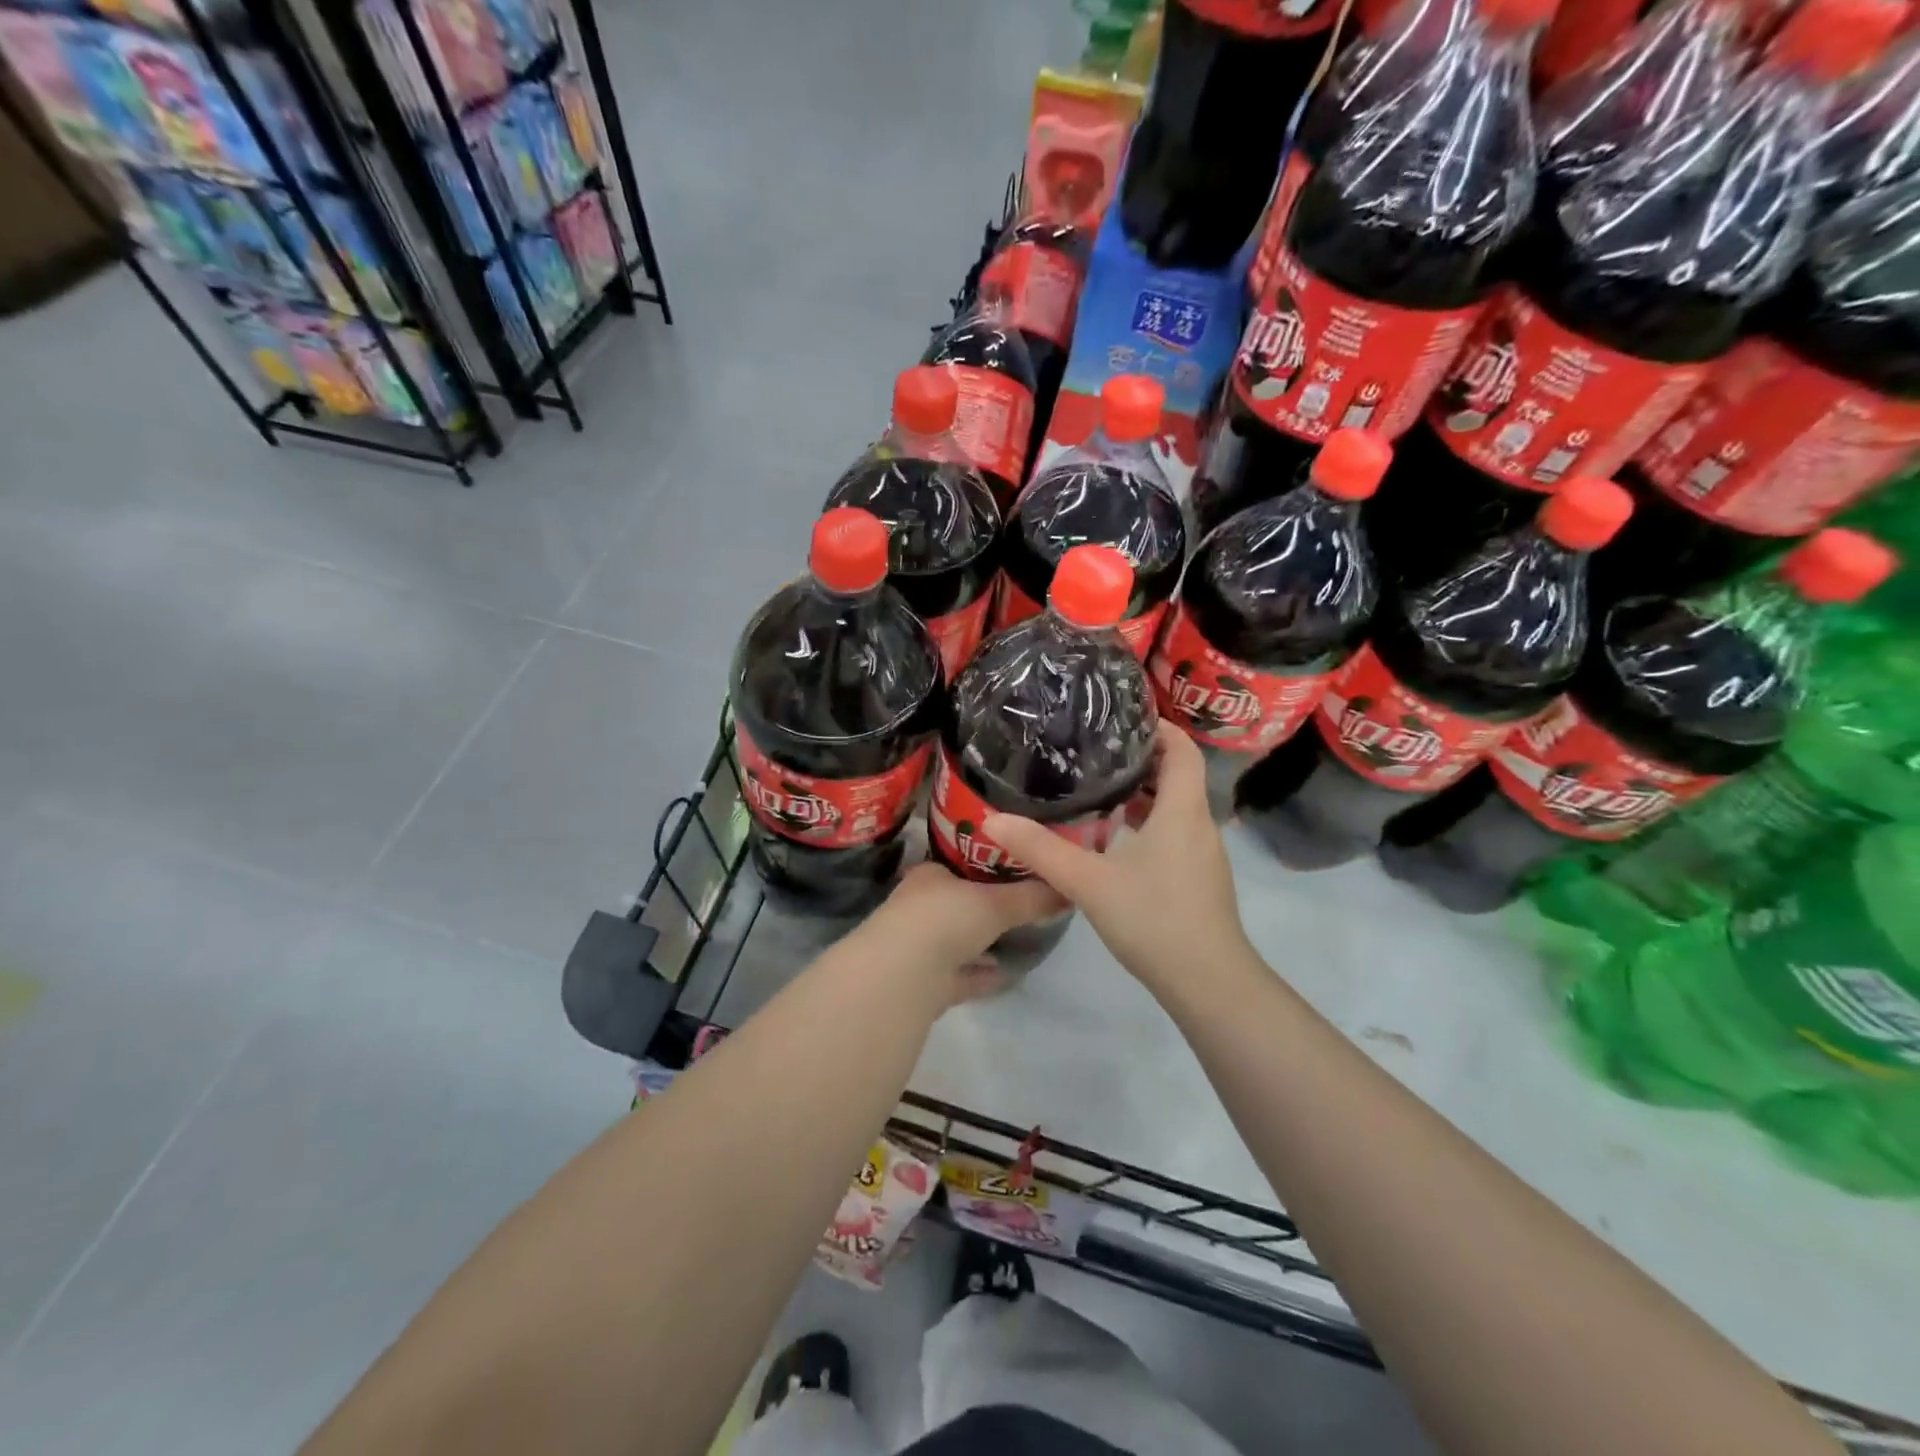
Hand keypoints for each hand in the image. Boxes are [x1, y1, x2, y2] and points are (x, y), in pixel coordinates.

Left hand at [865, 862, 1066, 1003]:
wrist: (903, 976)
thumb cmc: (946, 919)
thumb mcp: (996, 902)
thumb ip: (1031, 897)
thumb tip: (1067, 889)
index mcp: (930, 877)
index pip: (959, 863)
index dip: (986, 864)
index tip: (1018, 868)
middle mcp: (920, 908)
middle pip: (958, 903)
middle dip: (985, 906)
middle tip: (1025, 904)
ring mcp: (918, 947)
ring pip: (956, 941)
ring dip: (982, 942)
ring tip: (1020, 938)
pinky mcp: (924, 984)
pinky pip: (959, 976)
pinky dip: (980, 975)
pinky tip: (1006, 974)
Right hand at [984, 722, 1246, 989]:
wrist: (1207, 982)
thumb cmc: (1153, 918)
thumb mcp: (1088, 881)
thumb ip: (1041, 850)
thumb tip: (993, 820)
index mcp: (1182, 810)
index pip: (1182, 750)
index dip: (1159, 727)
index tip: (1122, 717)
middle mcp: (1199, 824)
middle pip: (1178, 775)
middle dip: (1142, 758)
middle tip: (1096, 751)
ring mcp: (1203, 854)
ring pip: (1176, 807)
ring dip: (1144, 794)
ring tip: (1099, 789)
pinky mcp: (1199, 879)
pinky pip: (1176, 833)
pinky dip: (1150, 824)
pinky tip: (1115, 841)